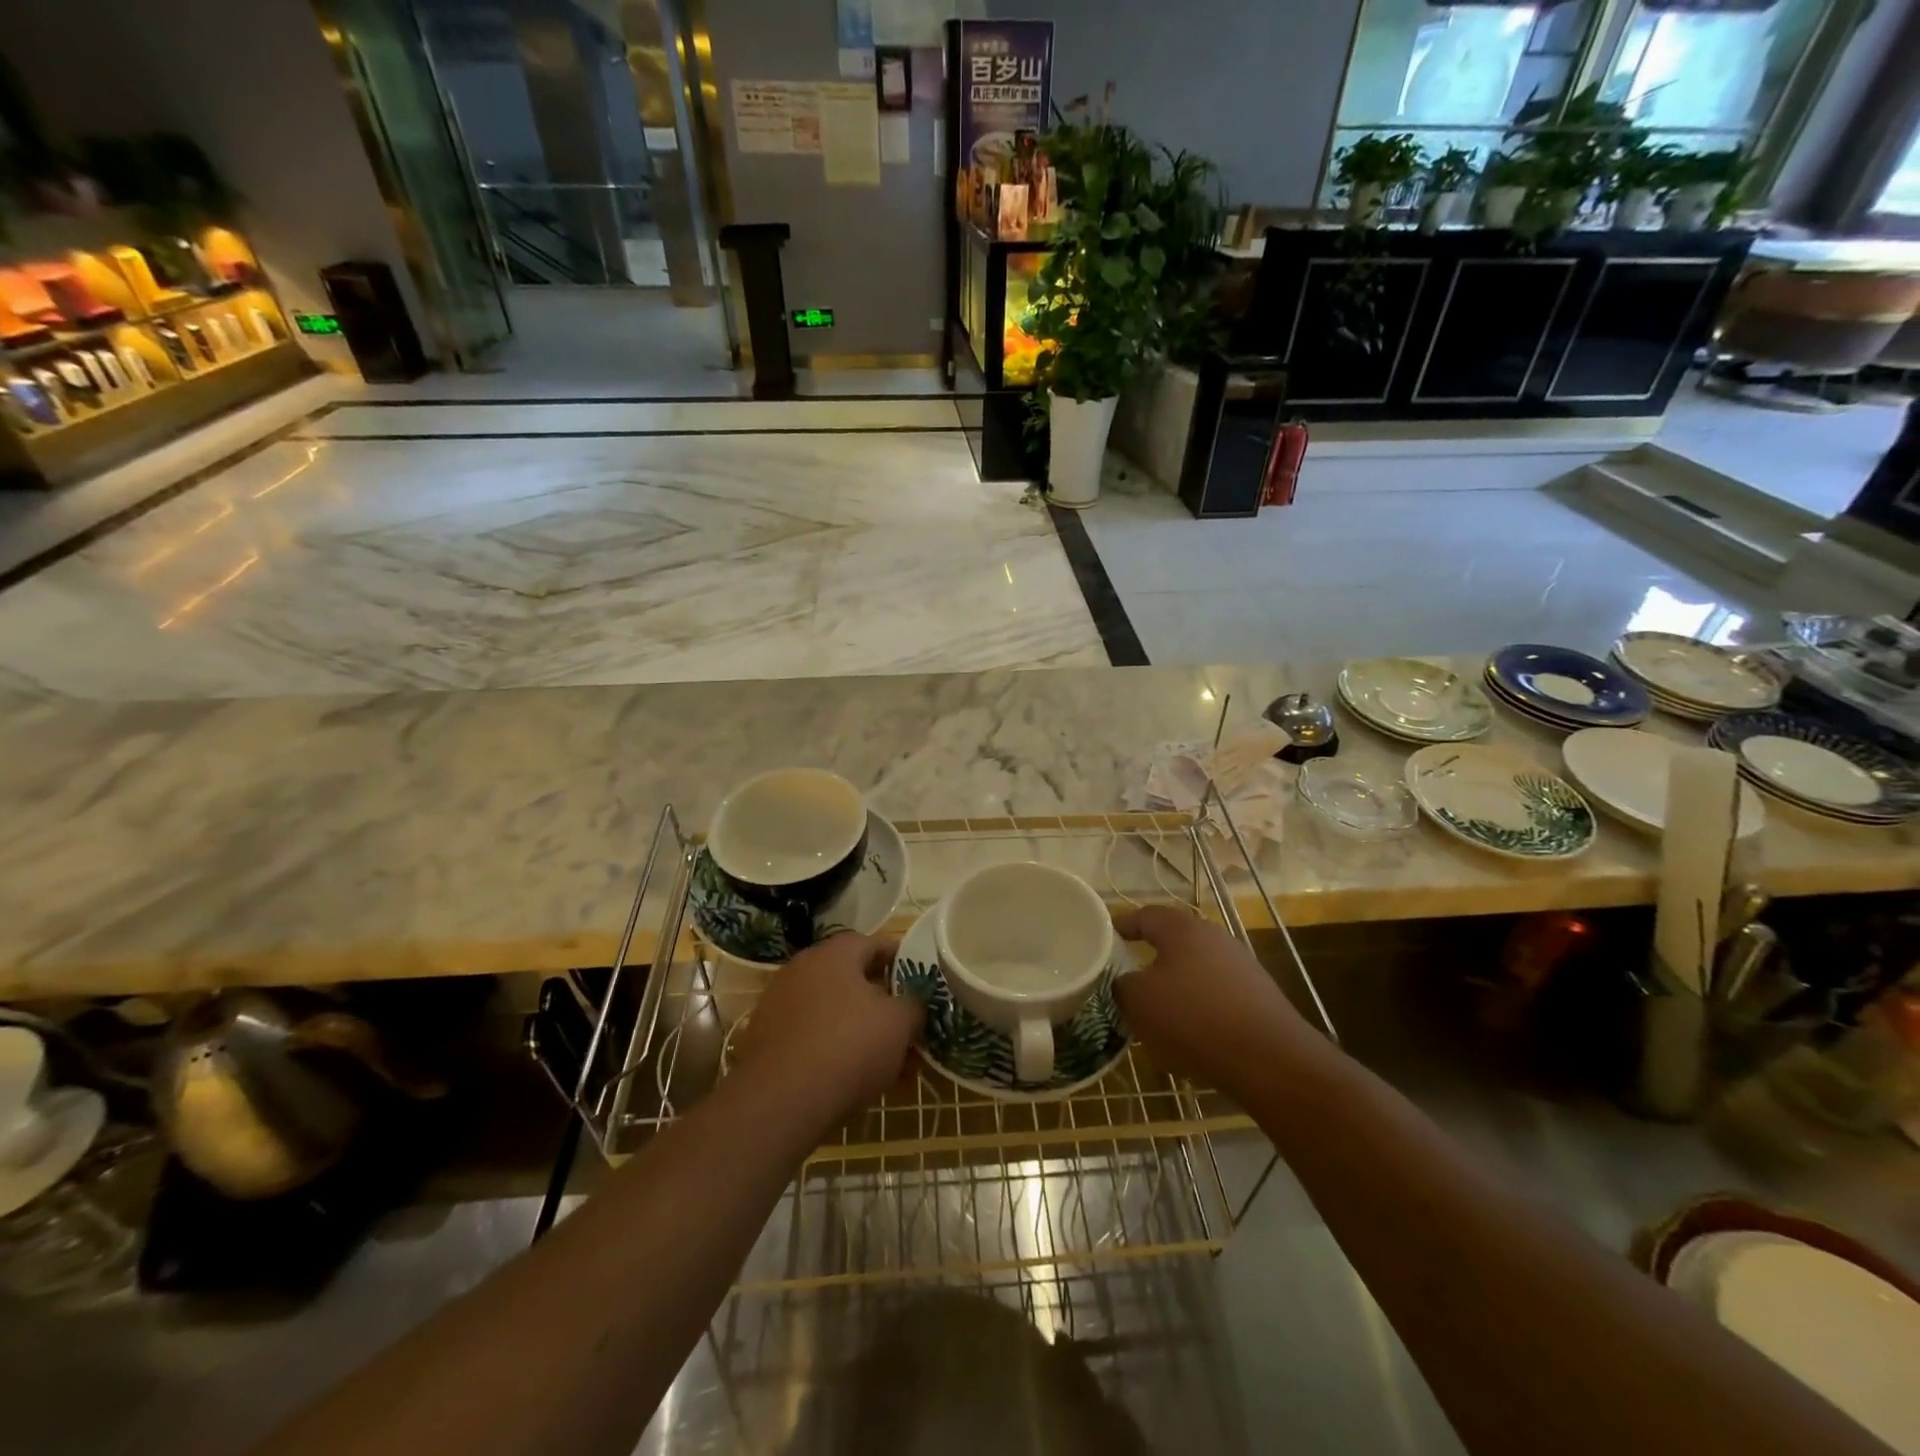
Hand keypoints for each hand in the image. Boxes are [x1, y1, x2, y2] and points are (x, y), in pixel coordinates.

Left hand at [732, 933, 922, 1123]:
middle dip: (883, 1004)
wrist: (780, 1102)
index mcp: (834, 954)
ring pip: (833, 1011)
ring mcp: (779, 1004)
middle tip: (907, 1028)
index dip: (901, 960)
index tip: (920, 981)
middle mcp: (803, 969)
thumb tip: (913, 1002)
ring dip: (860, 1030)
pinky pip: (812, 1036)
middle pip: (853, 979)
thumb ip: (913, 1004)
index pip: (874, 943)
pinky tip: (853, 1079)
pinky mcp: (766, 1039)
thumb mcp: (899, 1023)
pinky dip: (834, 1049)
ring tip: (887, 1063)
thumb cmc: (849, 1047)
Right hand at [1113, 904, 1315, 1097]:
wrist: (1269, 1060)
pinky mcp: (1259, 998)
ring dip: (1175, 991)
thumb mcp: (1139, 1001)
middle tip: (1127, 981)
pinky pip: (1216, 998)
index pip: (1144, 916)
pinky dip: (1199, 1012)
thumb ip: (1121, 985)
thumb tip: (1125, 983)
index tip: (1104, 939)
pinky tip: (1191, 1040)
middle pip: (1173, 943)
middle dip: (1149, 961)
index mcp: (1182, 929)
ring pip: (1195, 973)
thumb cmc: (1193, 1018)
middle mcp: (1214, 938)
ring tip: (1156, 1018)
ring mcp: (1241, 967)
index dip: (1122, 926)